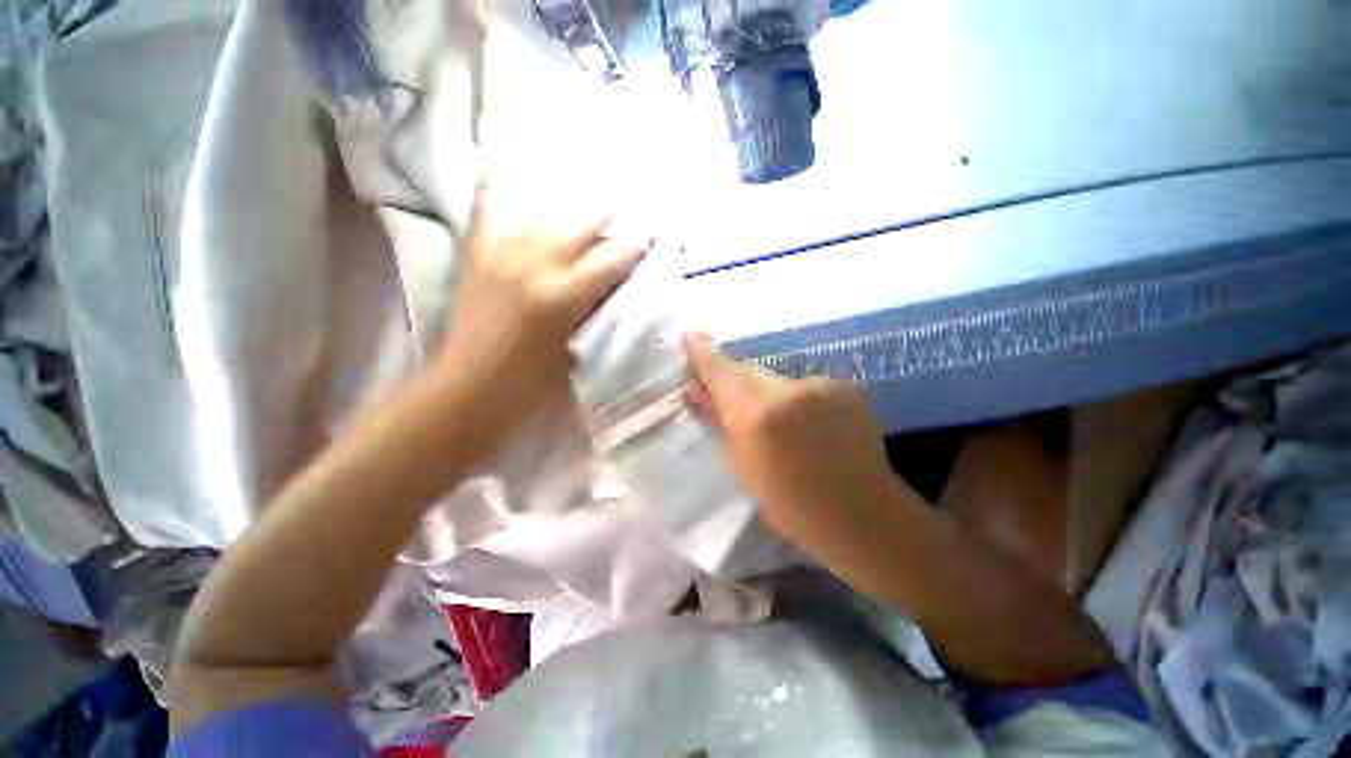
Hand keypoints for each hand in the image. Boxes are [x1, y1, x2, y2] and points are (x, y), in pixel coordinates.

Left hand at [435, 183, 644, 463]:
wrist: (469, 392)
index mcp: (562, 295)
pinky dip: (495, 193)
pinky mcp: (478, 258)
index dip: (634, 245)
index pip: (610, 259)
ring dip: (569, 210)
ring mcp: (501, 256)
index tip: (650, 234)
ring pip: (543, 217)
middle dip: (607, 217)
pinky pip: (488, 215)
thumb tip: (613, 284)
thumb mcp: (577, 350)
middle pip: (580, 226)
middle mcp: (533, 264)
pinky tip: (500, 168)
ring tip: (586, 199)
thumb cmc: (532, 384)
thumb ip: (596, 311)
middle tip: (623, 211)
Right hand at [683, 330, 915, 575]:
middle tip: (730, 402)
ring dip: (768, 394)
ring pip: (777, 379)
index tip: (689, 330)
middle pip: (748, 371)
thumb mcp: (743, 467)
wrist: (862, 516)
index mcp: (758, 414)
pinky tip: (809, 426)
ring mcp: (822, 385)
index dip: (702, 351)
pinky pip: (805, 386)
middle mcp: (789, 389)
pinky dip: (797, 400)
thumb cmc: (791, 504)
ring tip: (778, 424)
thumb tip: (697, 392)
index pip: (721, 371)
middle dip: (735, 382)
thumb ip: (719, 421)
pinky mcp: (845, 387)